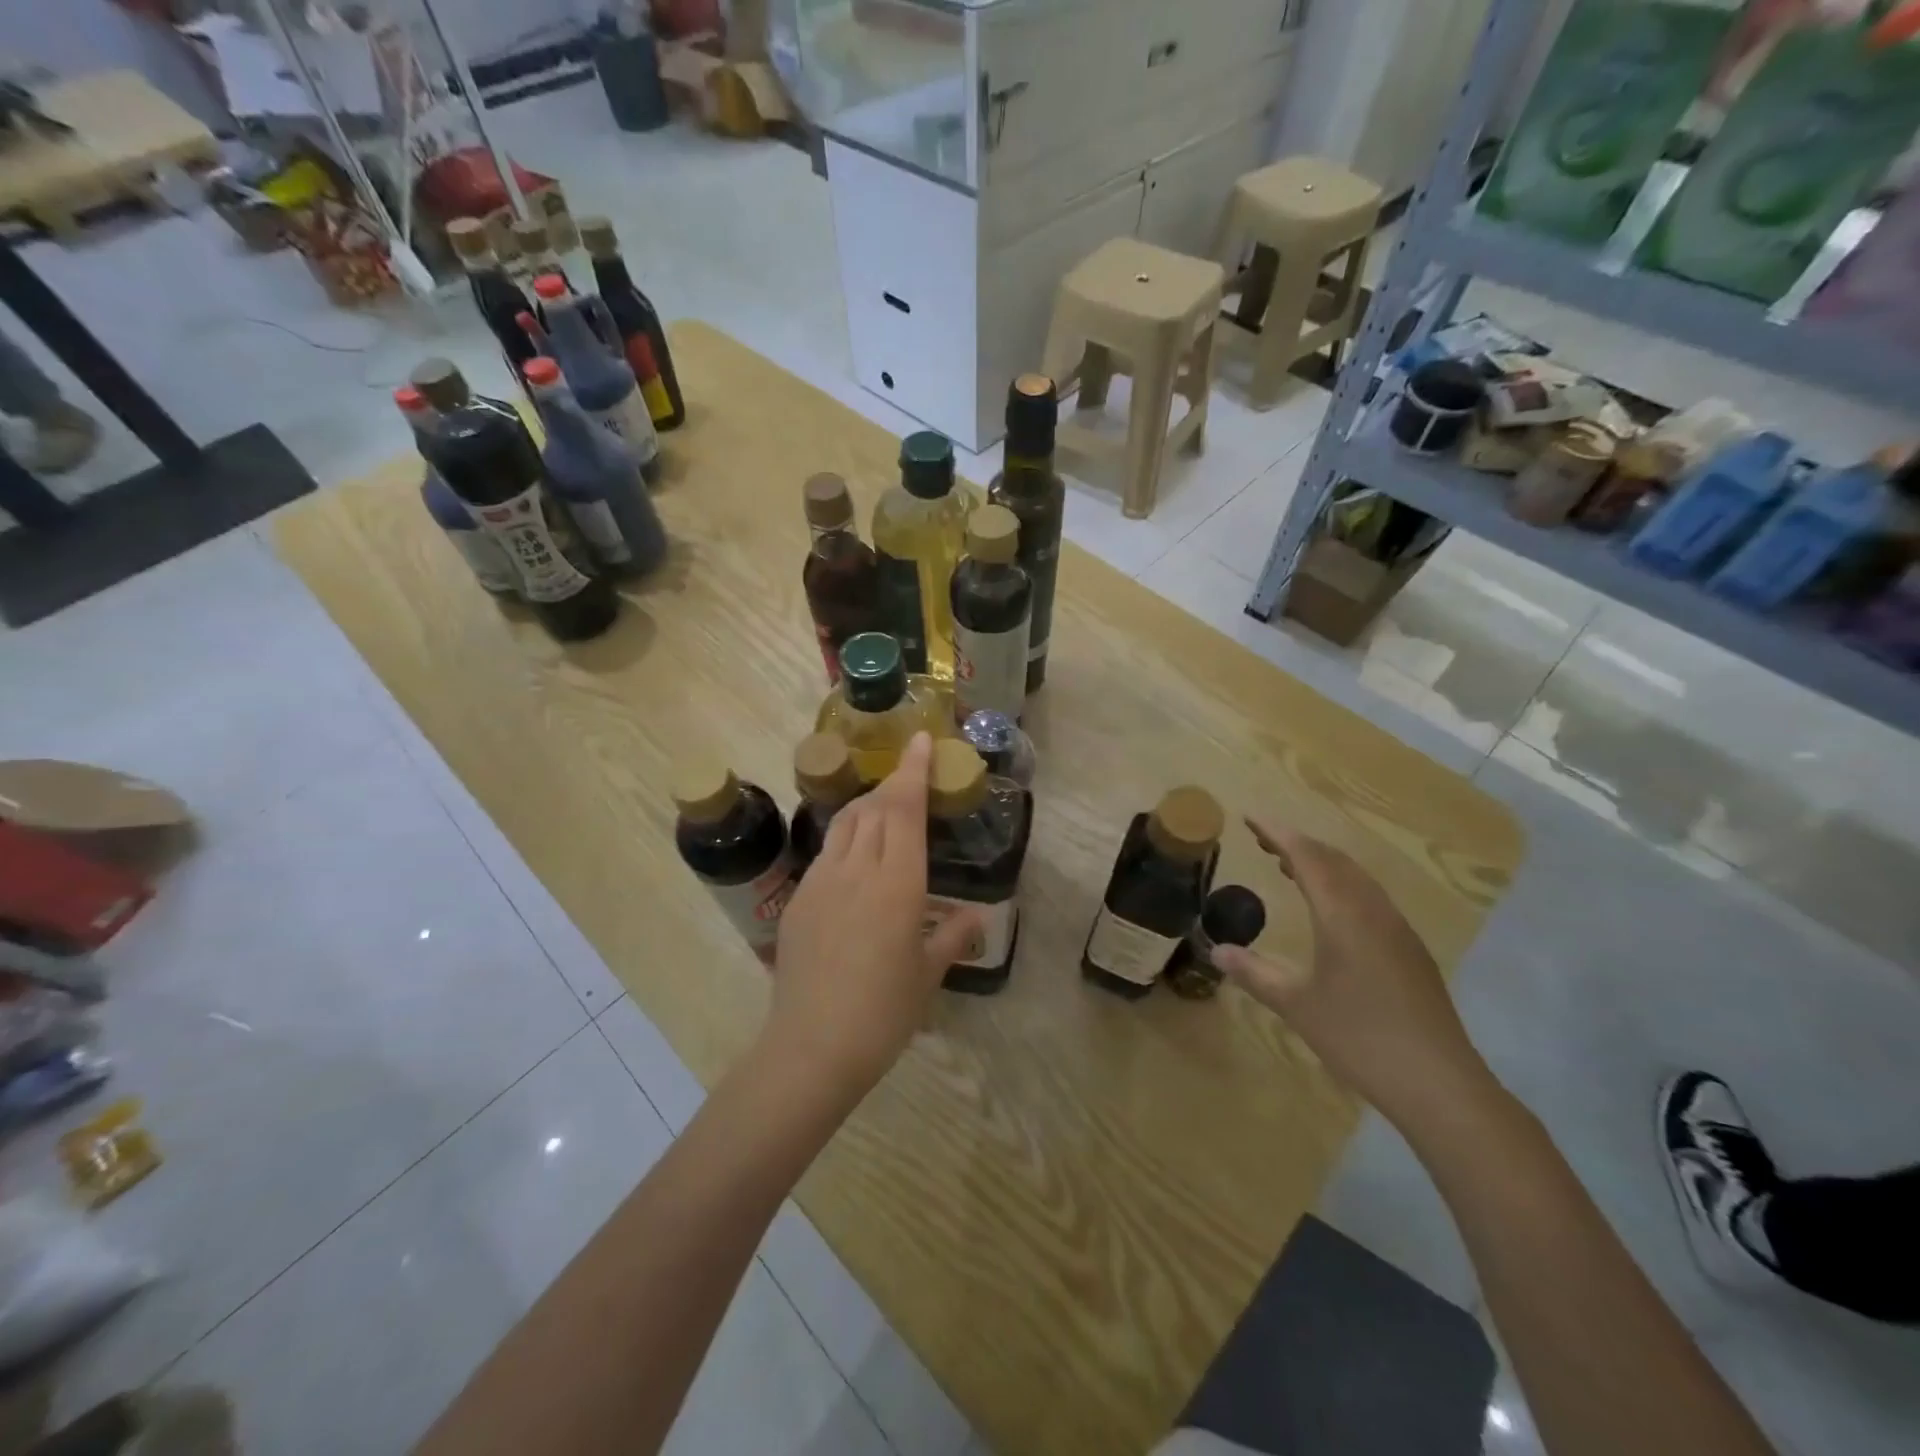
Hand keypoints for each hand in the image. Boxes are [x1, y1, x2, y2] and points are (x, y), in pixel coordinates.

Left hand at [766, 733, 981, 1094]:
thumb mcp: (928, 975)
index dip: (913, 769)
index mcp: (896, 882)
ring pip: (844, 823)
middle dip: (892, 785)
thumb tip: (975, 918)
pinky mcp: (797, 900)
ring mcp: (820, 881)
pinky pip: (826, 853)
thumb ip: (953, 937)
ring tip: (882, 809)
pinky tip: (854, 860)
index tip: (922, 740)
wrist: (813, 1046)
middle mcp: (856, 869)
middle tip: (910, 781)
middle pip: (873, 807)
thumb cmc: (883, 1012)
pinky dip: (845, 839)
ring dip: (866, 806)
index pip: (903, 808)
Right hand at [1214, 818, 1493, 1128]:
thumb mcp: (1296, 1005)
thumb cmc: (1360, 1038)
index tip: (1249, 817)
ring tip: (1289, 866)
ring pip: (1356, 877)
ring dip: (1321, 863)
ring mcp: (1397, 930)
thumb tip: (1215, 950)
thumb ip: (1254, 973)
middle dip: (1297, 843)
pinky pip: (1370, 897)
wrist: (1440, 1083)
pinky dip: (1341, 885)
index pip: (1307, 857)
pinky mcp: (1410, 951)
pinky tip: (1330, 909)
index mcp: (1343, 915)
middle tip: (1262, 840)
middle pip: (1334, 860)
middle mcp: (1373, 911)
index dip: (1277, 833)